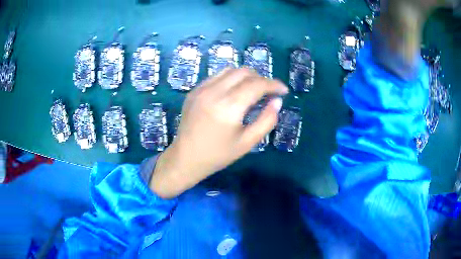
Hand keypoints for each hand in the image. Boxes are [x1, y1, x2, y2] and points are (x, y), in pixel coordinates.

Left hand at [150, 68, 288, 198]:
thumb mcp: (248, 142)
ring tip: (253, 90)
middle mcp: (214, 92)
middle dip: (261, 79)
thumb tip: (277, 101)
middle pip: (244, 72)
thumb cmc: (218, 155)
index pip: (257, 85)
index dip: (274, 84)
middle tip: (268, 92)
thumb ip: (266, 120)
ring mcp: (201, 89)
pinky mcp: (194, 90)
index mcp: (228, 107)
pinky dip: (231, 79)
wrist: (185, 158)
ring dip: (246, 76)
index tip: (284, 90)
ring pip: (230, 70)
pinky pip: (217, 76)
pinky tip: (233, 92)